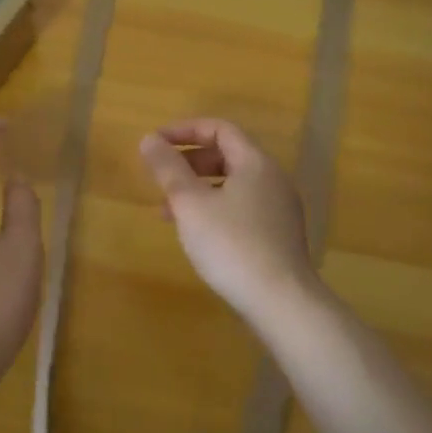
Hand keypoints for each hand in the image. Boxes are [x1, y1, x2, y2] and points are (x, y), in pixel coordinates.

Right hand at [139, 118, 316, 323]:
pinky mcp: (278, 236)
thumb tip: (149, 139)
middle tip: (160, 177)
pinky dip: (214, 208)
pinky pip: (241, 207)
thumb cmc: (232, 245)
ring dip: (197, 189)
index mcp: (255, 163)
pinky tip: (196, 234)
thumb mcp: (190, 203)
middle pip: (226, 155)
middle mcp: (272, 179)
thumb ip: (168, 168)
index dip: (184, 131)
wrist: (282, 303)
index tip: (155, 143)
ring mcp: (279, 209)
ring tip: (167, 211)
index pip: (219, 129)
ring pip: (231, 184)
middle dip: (188, 162)